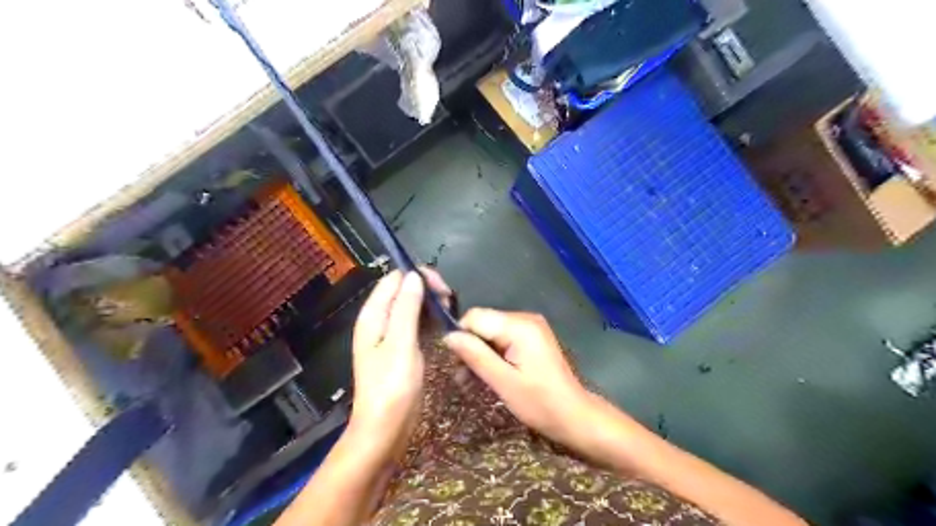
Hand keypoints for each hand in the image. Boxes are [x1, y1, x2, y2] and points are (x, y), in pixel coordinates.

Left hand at [351, 266, 452, 456]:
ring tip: (450, 312)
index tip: (443, 289)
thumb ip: (406, 308)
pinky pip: (415, 323)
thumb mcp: (401, 343)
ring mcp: (390, 335)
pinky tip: (443, 325)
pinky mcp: (401, 348)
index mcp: (373, 315)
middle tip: (450, 301)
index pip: (395, 279)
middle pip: (403, 290)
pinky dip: (429, 319)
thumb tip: (413, 275)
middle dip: (427, 289)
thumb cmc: (392, 386)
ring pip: (411, 306)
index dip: (418, 277)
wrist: (384, 429)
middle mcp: (380, 320)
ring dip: (430, 304)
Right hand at [444, 308, 590, 447]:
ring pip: (490, 332)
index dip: (460, 336)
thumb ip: (475, 355)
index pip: (475, 316)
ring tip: (470, 381)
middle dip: (469, 347)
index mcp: (520, 326)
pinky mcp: (531, 337)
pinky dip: (492, 355)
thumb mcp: (503, 382)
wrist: (574, 415)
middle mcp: (525, 318)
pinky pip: (503, 338)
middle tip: (462, 377)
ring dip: (479, 354)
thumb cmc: (539, 403)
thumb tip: (448, 336)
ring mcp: (530, 327)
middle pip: (483, 323)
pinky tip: (487, 374)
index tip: (455, 363)